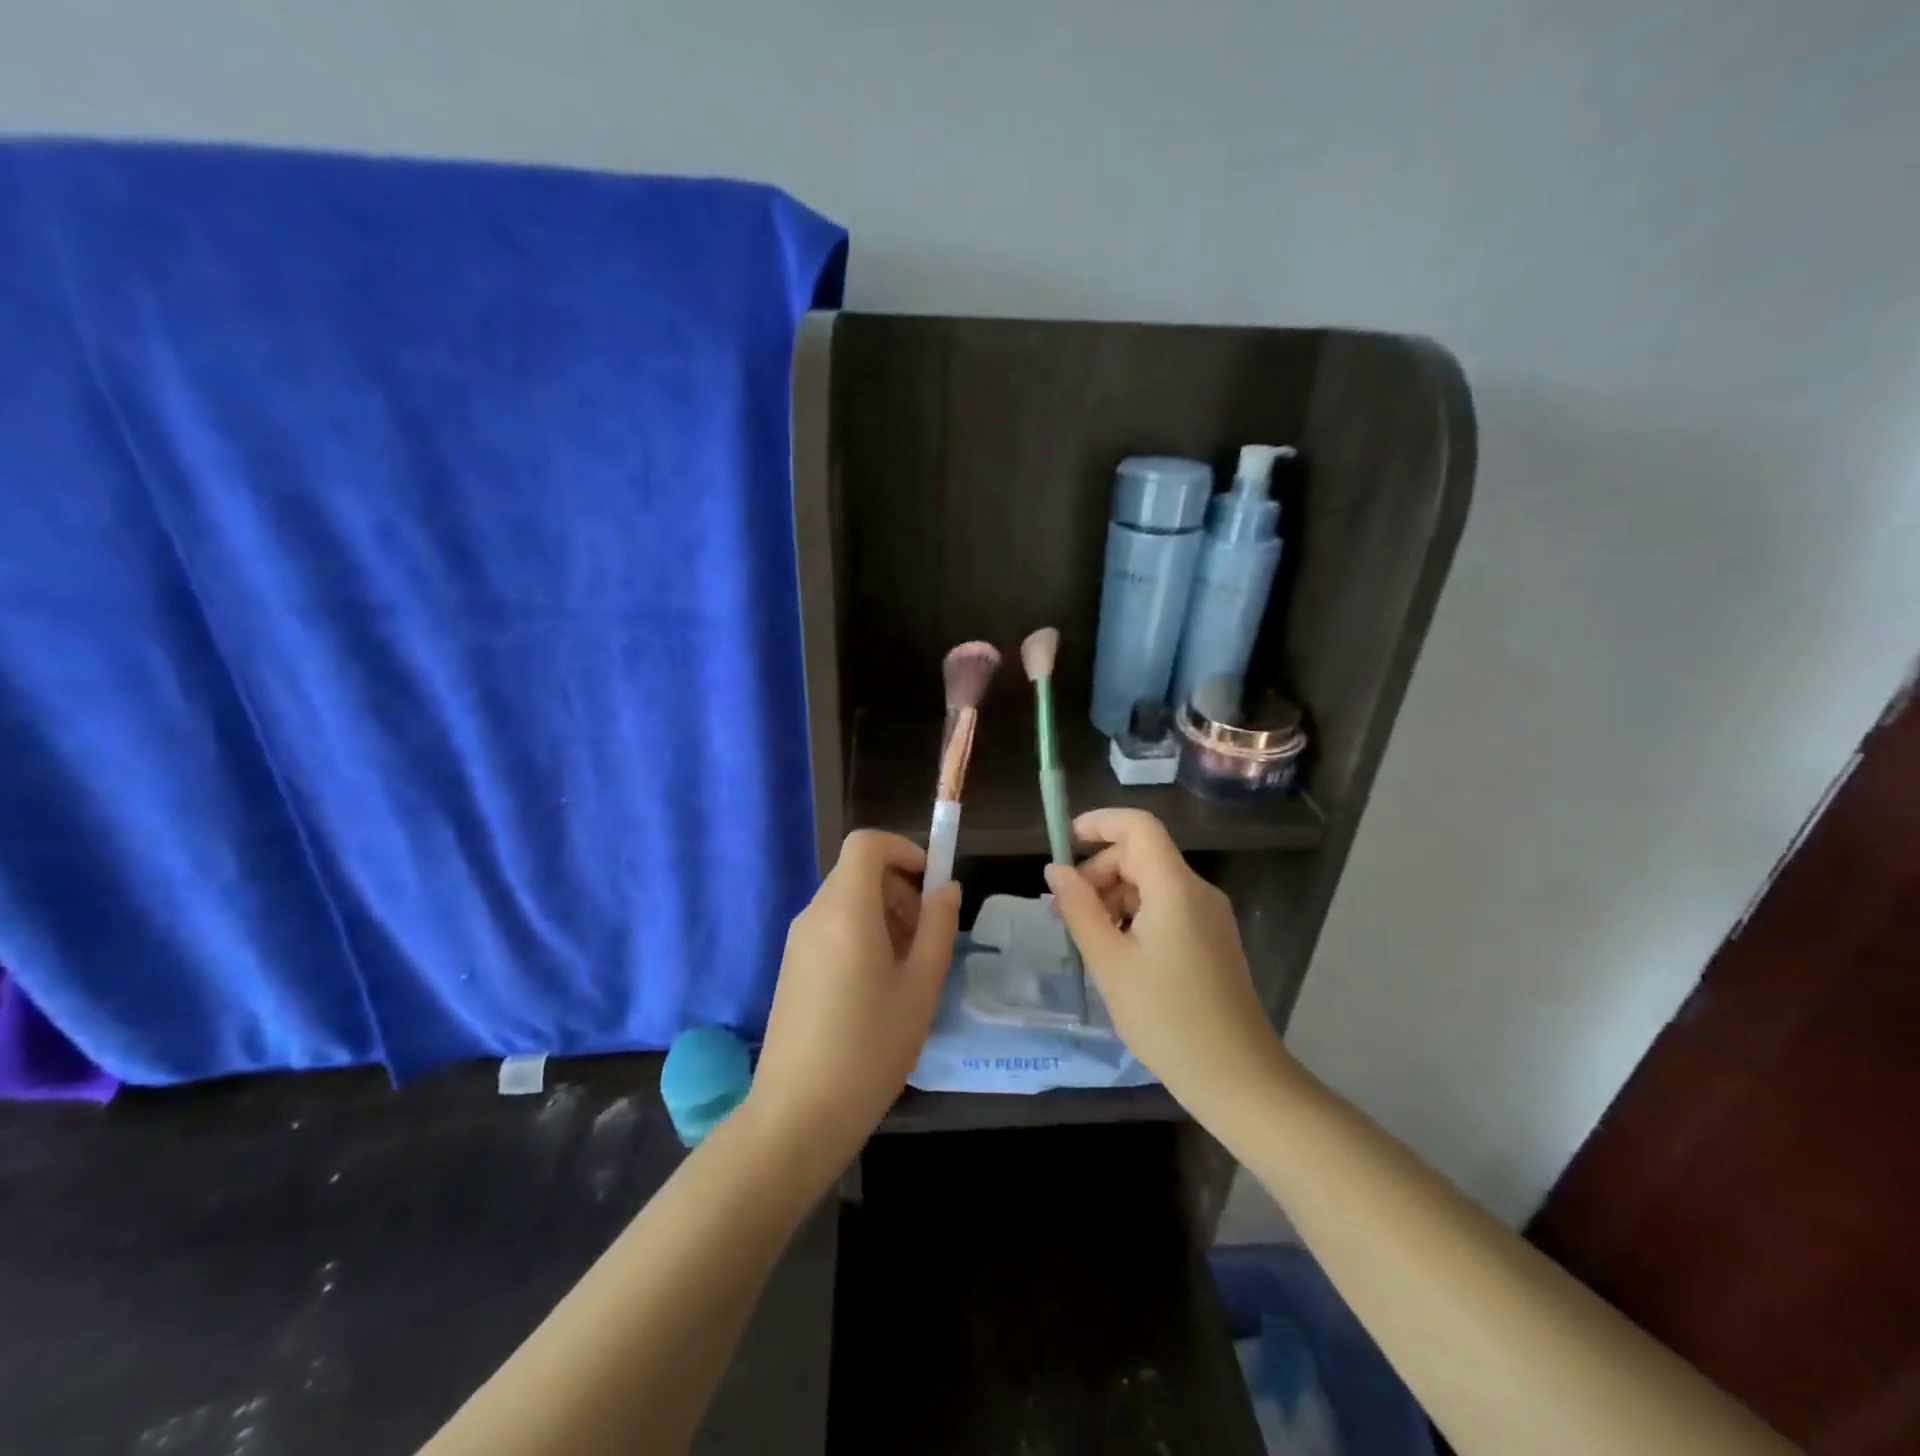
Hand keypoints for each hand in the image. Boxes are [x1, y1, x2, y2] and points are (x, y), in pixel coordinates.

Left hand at [745, 830, 961, 1177]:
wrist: (798, 1116)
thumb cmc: (870, 1048)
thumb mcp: (921, 986)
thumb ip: (938, 927)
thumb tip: (945, 889)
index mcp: (845, 909)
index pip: (867, 843)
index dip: (904, 850)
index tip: (932, 885)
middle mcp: (815, 914)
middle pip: (859, 871)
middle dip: (901, 888)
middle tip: (928, 937)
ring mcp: (798, 941)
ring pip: (847, 901)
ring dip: (885, 914)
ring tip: (909, 967)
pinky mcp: (792, 967)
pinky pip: (832, 928)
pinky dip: (862, 934)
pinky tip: (879, 987)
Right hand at [1045, 808, 1290, 1116]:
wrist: (1238, 1078)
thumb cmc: (1167, 1018)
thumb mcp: (1110, 963)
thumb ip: (1079, 909)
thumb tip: (1056, 870)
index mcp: (1175, 887)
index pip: (1138, 826)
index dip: (1099, 823)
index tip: (1063, 843)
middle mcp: (1197, 891)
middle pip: (1141, 855)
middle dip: (1098, 871)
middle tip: (1064, 911)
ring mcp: (1208, 917)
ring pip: (1151, 883)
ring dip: (1112, 897)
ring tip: (1085, 937)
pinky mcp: (1210, 940)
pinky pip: (1165, 908)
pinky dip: (1133, 916)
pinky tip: (1115, 952)